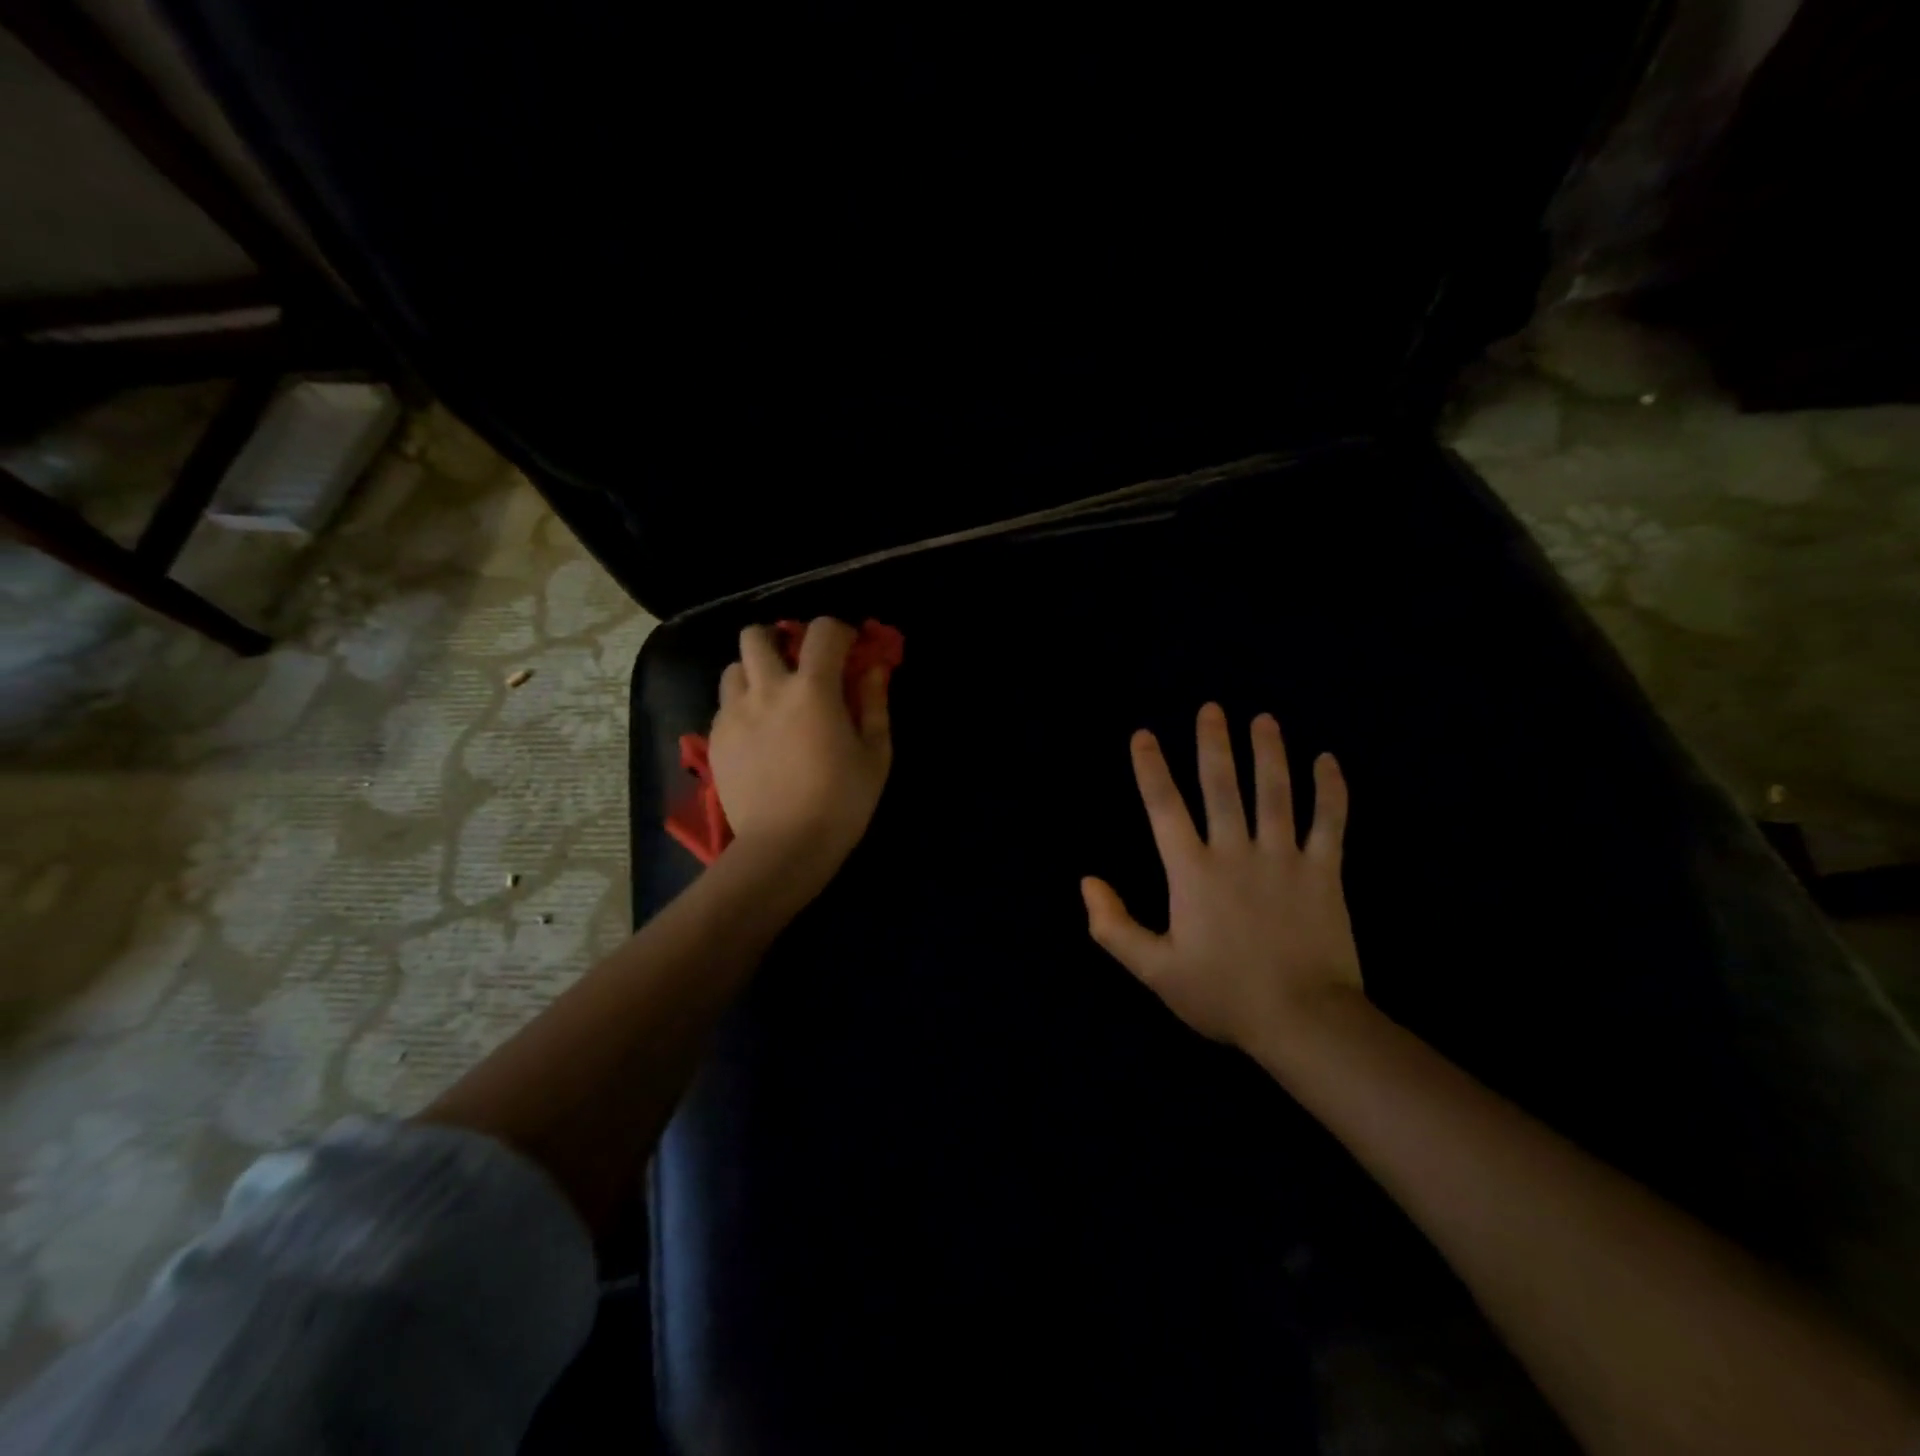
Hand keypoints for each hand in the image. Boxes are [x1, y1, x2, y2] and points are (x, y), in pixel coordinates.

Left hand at [708, 617, 893, 898]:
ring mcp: (734, 713)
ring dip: (754, 672)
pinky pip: (724, 704)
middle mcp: (767, 689)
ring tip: (772, 697)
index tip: (848, 649)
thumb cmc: (841, 801)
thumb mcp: (875, 754)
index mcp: (812, 689)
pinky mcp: (716, 739)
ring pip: (733, 667)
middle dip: (780, 639)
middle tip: (797, 664)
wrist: (784, 846)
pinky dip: (742, 705)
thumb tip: (873, 670)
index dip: (839, 632)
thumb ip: (874, 704)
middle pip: (757, 635)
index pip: (822, 630)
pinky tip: (758, 732)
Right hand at [1082, 703, 1362, 1062]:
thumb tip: (1087, 883)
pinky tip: (1328, 761)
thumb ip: (1114, 927)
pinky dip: (1331, 790)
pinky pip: (1330, 823)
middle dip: (1214, 745)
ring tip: (1265, 720)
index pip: (1165, 808)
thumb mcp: (1154, 971)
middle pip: (1223, 787)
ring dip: (1270, 753)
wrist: (1303, 1022)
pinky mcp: (1325, 873)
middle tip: (1212, 709)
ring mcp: (1285, 859)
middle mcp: (1236, 853)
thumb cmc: (1223, 995)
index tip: (1143, 735)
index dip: (1151, 769)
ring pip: (1277, 793)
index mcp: (1193, 873)